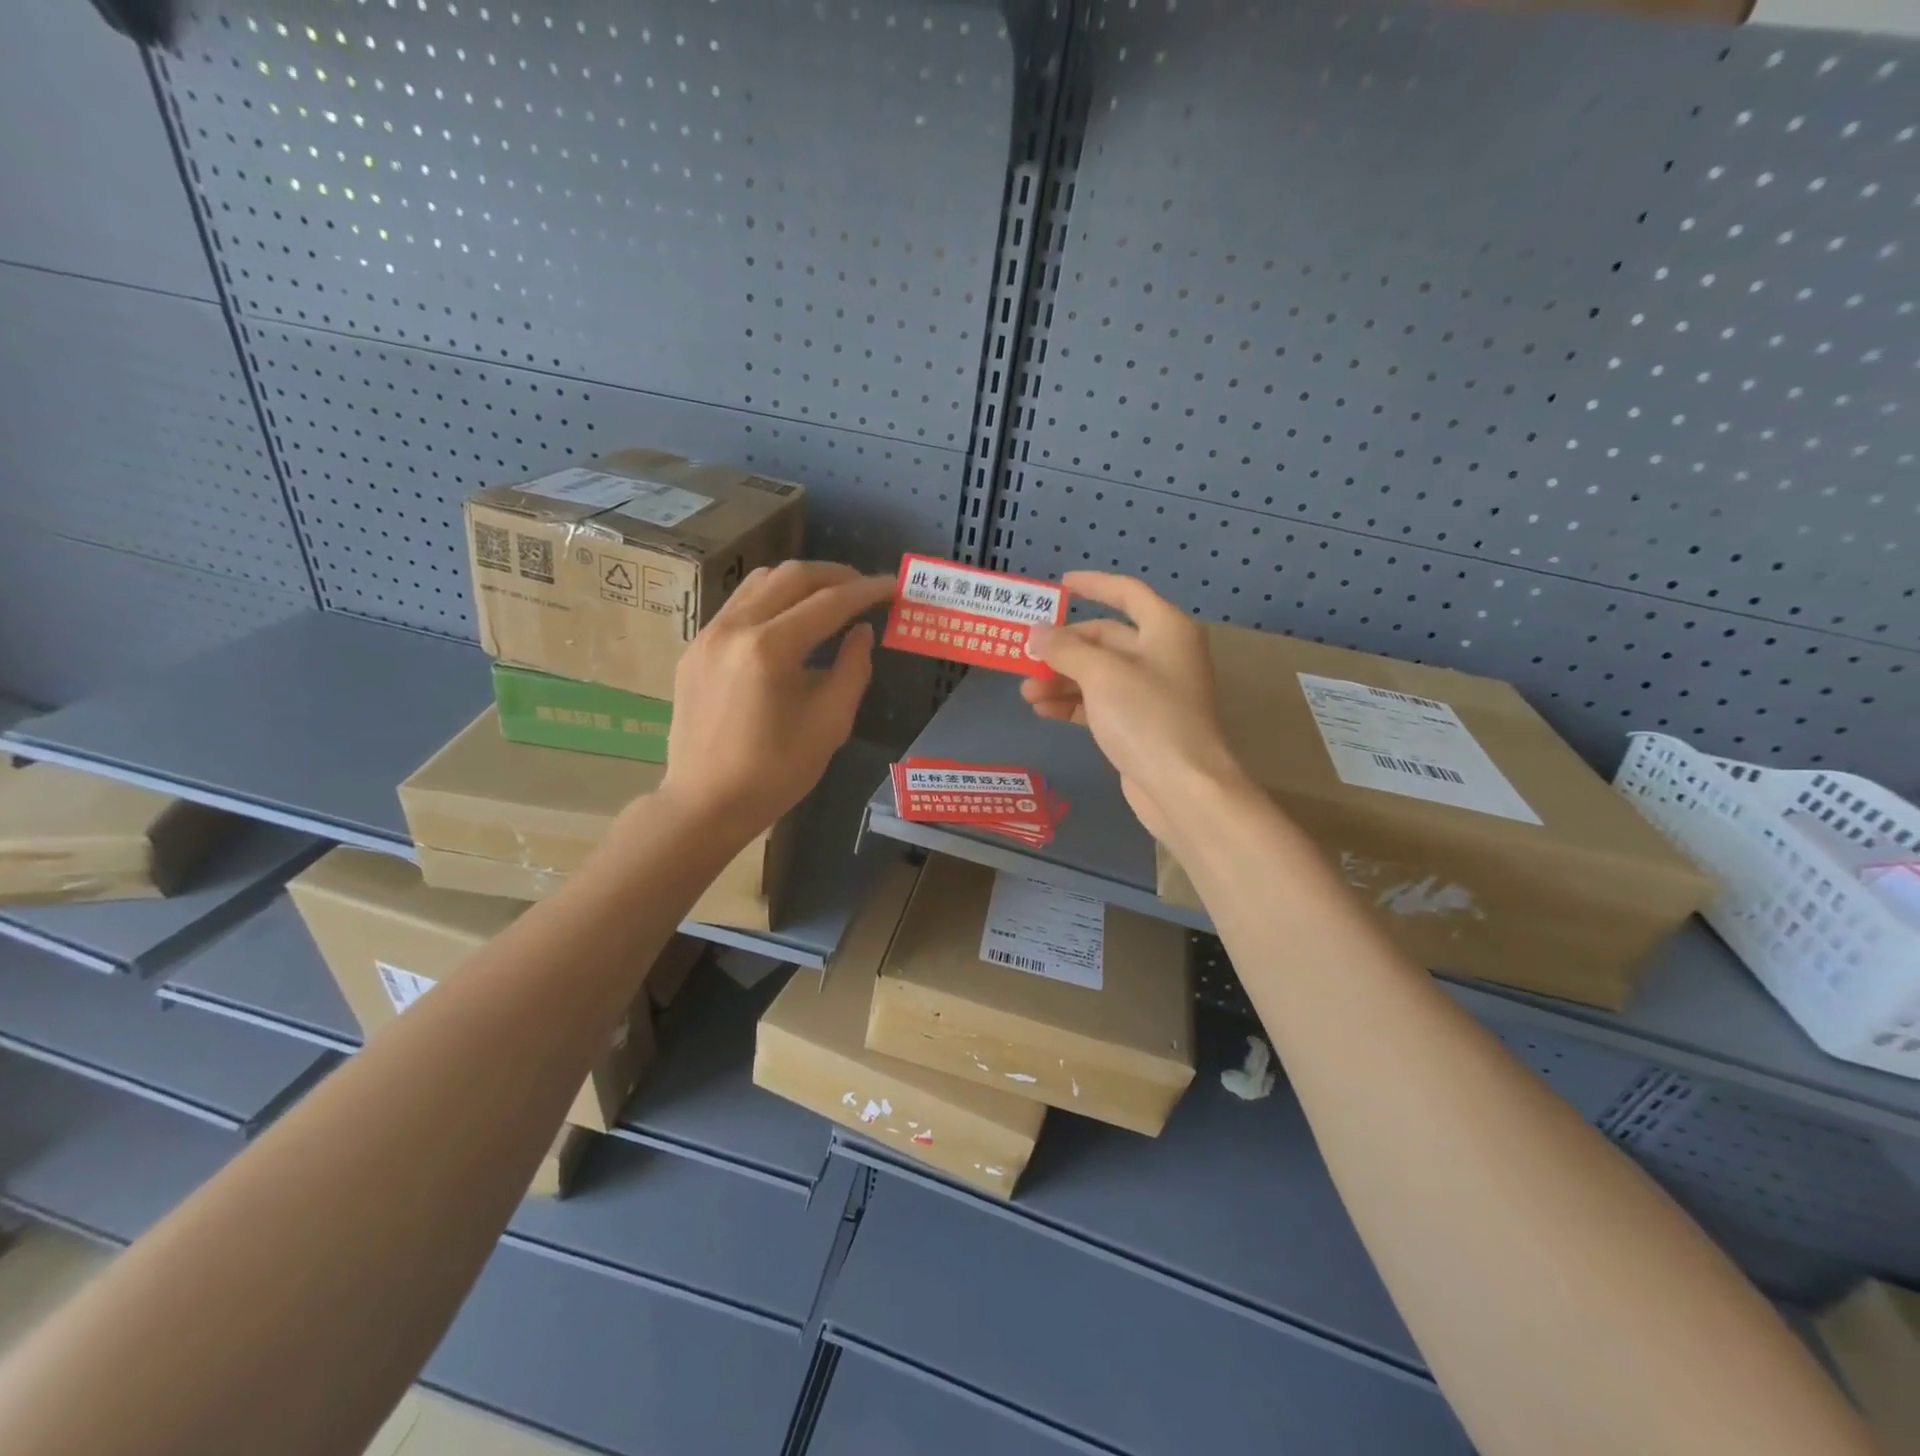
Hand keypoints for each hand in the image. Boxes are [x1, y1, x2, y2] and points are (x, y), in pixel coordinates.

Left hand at [657, 561, 893, 835]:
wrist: (704, 804)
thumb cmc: (774, 773)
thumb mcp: (829, 725)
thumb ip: (853, 670)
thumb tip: (862, 631)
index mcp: (769, 648)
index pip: (829, 603)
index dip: (866, 591)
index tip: (893, 586)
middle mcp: (734, 628)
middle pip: (791, 576)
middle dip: (835, 575)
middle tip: (865, 587)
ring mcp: (708, 634)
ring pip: (760, 582)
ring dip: (801, 582)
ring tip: (831, 596)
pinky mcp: (695, 648)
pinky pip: (739, 605)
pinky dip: (772, 600)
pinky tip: (790, 621)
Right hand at [1023, 572, 1251, 844]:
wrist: (1184, 787)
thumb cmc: (1147, 717)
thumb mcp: (1101, 674)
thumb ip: (1064, 650)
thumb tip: (1036, 633)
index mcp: (1165, 629)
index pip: (1126, 593)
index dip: (1093, 585)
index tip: (1060, 586)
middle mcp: (1162, 655)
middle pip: (1106, 639)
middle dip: (1064, 647)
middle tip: (1025, 655)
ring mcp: (1152, 693)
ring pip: (1099, 674)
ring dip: (1062, 679)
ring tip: (1025, 692)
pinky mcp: (1140, 725)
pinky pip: (1100, 703)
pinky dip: (1073, 704)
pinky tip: (1043, 711)